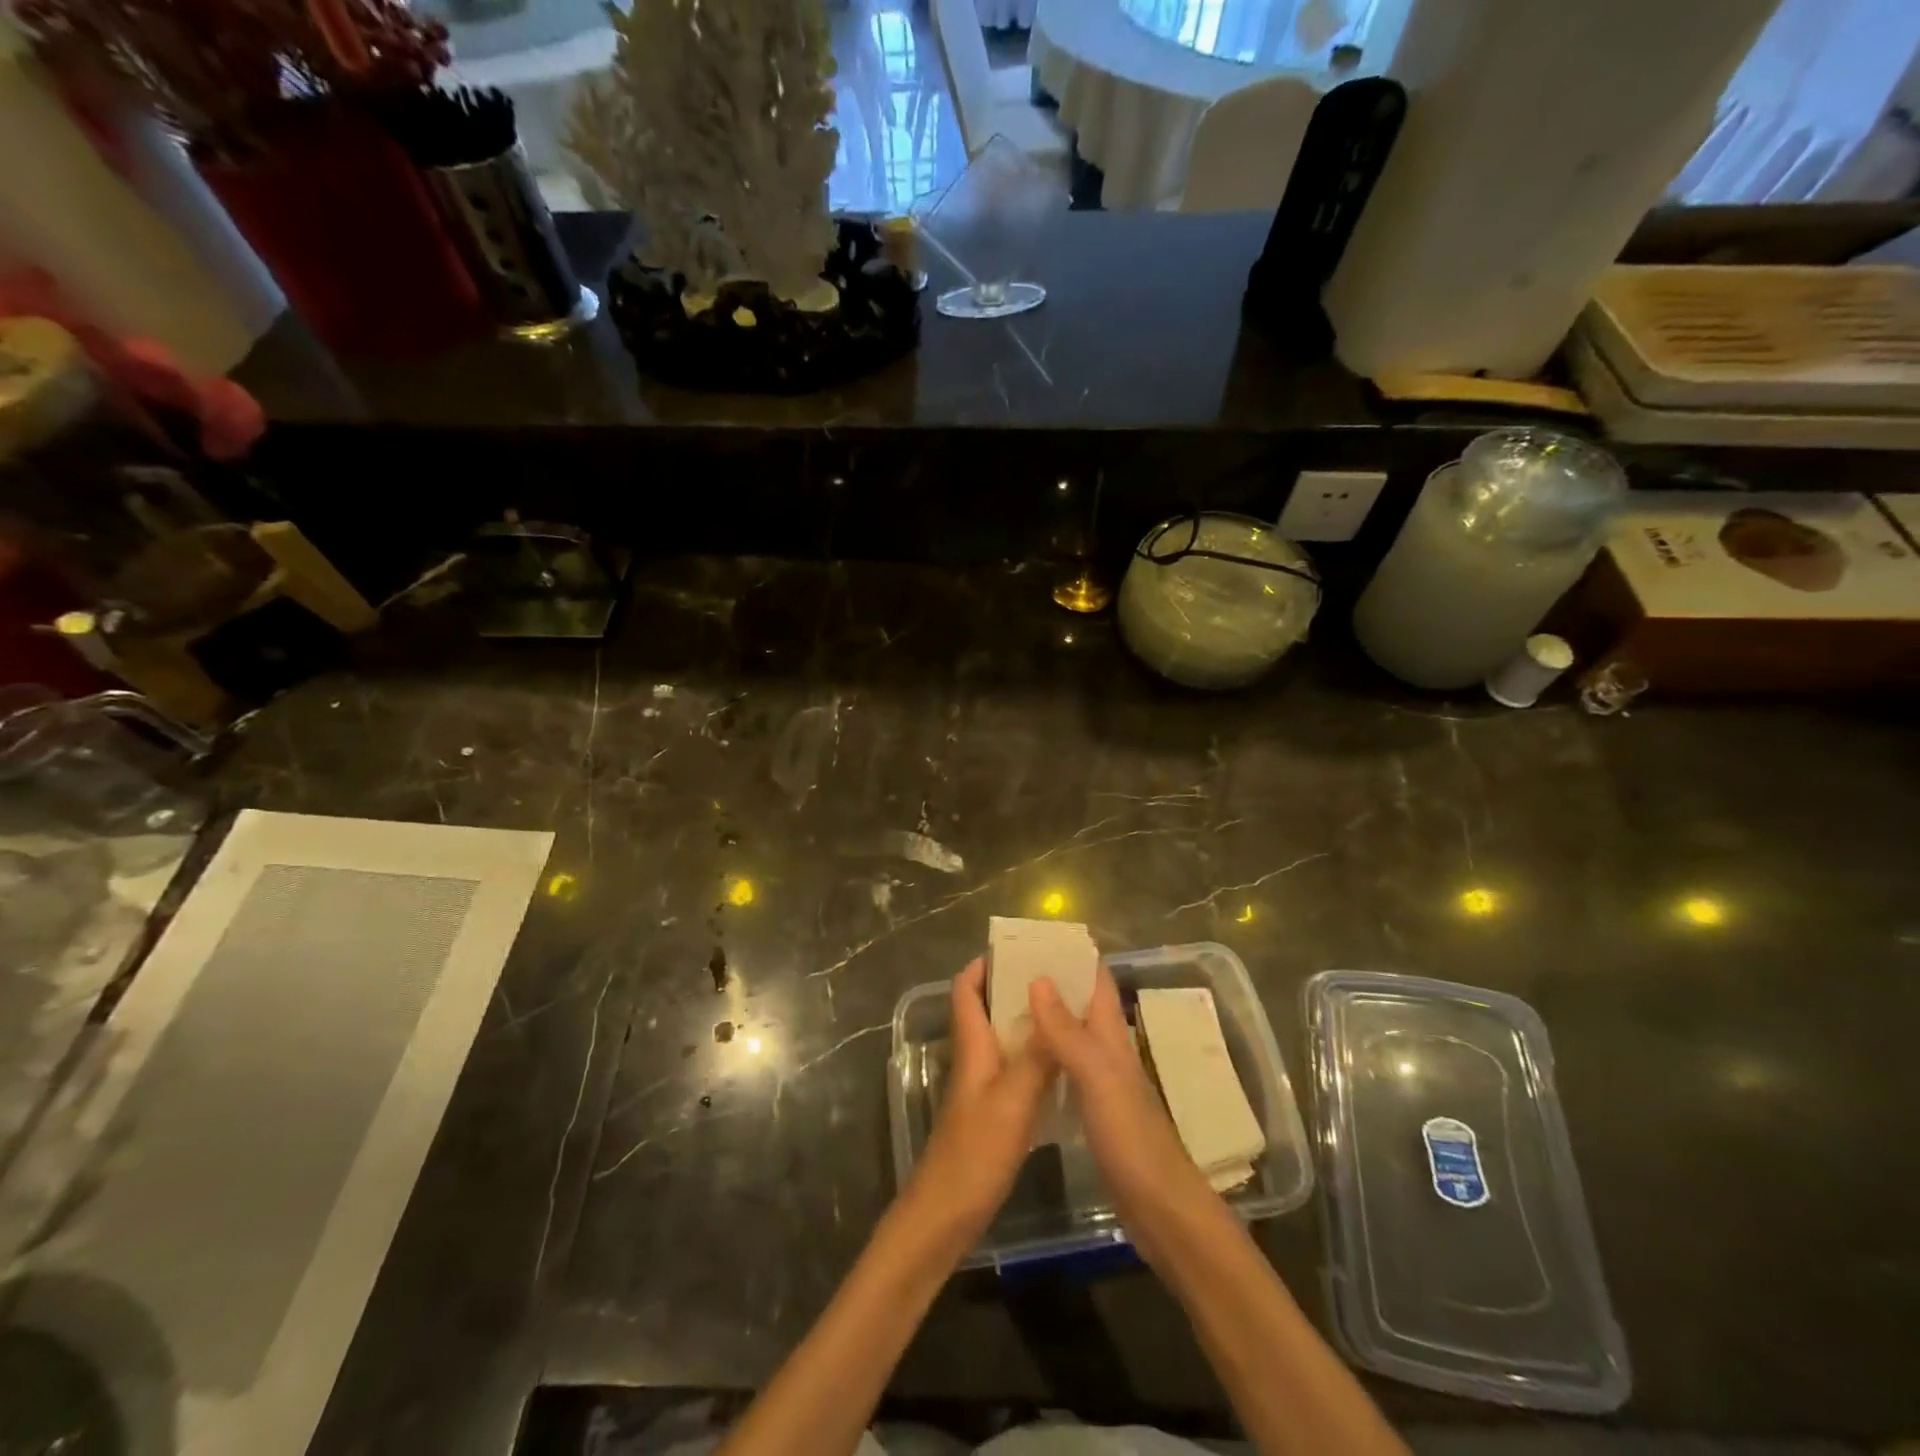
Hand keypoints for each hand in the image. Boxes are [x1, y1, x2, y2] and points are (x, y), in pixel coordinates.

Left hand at [909, 958, 1057, 1243]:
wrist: (945, 1215)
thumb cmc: (975, 1152)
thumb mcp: (1012, 1101)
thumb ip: (1035, 1056)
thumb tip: (1052, 1003)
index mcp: (972, 1047)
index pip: (966, 990)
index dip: (983, 964)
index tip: (1016, 948)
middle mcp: (974, 1059)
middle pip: (986, 1009)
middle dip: (1014, 987)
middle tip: (1056, 976)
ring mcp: (982, 1087)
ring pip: (1003, 1039)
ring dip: (1027, 1021)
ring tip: (1067, 1010)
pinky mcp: (992, 1112)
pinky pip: (1014, 1068)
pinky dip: (1034, 1055)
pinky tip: (1063, 1063)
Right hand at [1029, 966, 1216, 1263]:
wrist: (1159, 1206)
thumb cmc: (1130, 1135)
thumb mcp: (1096, 1076)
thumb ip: (1066, 1029)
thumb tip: (1038, 978)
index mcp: (1112, 1035)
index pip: (1096, 981)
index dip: (1074, 955)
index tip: (1038, 937)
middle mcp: (1107, 1050)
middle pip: (1079, 1004)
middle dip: (1051, 982)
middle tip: (1008, 969)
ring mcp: (1101, 1082)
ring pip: (1070, 1035)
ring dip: (1044, 1017)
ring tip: (1005, 1004)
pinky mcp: (1093, 1110)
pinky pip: (1064, 1068)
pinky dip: (1044, 1055)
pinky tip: (1020, 1059)